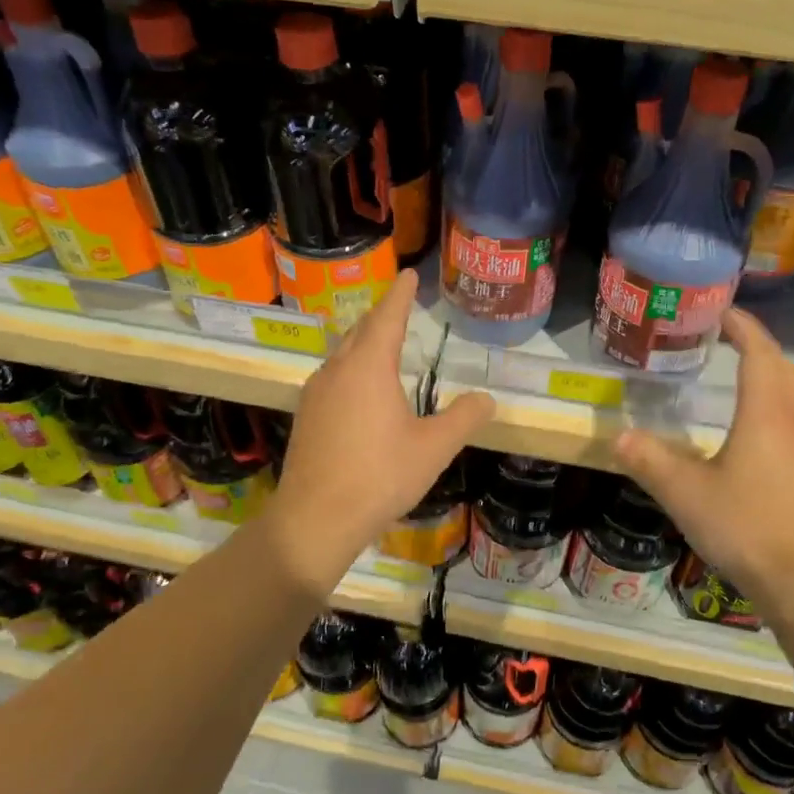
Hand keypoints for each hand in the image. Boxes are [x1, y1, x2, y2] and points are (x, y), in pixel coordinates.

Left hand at [272, 269, 494, 580]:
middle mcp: (337, 370)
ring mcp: (315, 393)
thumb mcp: (433, 448)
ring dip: (363, 343)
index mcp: (368, 367)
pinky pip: (332, 378)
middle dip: (381, 316)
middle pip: (360, 331)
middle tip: (399, 306)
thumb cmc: (380, 476)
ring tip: (382, 345)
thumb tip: (486, 398)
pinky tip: (359, 391)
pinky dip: (350, 370)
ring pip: (342, 355)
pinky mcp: (306, 417)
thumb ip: (464, 418)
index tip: (408, 274)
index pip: (387, 317)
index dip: (401, 294)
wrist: (316, 518)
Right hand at [614, 308, 793, 609]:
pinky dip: (772, 400)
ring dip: (767, 371)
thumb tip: (618, 436)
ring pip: (791, 391)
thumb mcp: (685, 494)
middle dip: (754, 344)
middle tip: (719, 336)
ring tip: (733, 370)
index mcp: (765, 412)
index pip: (759, 351)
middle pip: (780, 365)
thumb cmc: (747, 526)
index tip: (717, 311)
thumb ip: (649, 461)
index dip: (741, 326)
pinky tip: (750, 425)